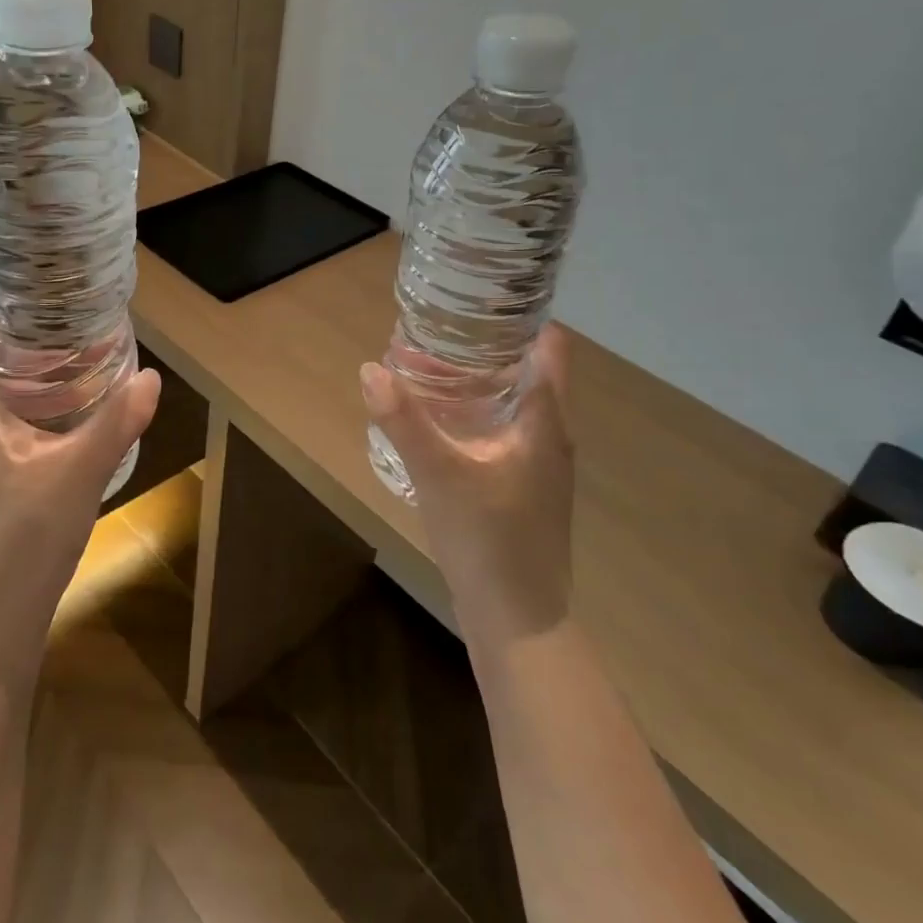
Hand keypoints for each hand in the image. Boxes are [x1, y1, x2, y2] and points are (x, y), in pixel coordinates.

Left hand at [0, 307, 160, 680]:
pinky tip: (65, 420)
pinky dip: (25, 407)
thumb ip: (116, 423)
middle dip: (18, 337)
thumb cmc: (22, 543)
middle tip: (70, 326)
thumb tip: (152, 378)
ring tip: (74, 363)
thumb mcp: (78, 475)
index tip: (39, 297)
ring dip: (23, 374)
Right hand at [360, 324, 575, 653]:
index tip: (482, 300)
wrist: (519, 622)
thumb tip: (371, 369)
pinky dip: (477, 414)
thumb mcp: (439, 474)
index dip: (523, 318)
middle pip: (528, 373)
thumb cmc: (489, 539)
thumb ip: (404, 421)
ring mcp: (541, 467)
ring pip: (515, 406)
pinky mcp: (525, 489)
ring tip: (433, 368)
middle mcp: (551, 437)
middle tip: (440, 331)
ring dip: (480, 383)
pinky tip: (442, 424)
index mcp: (545, 423)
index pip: (550, 350)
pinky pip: (505, 433)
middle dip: (487, 349)